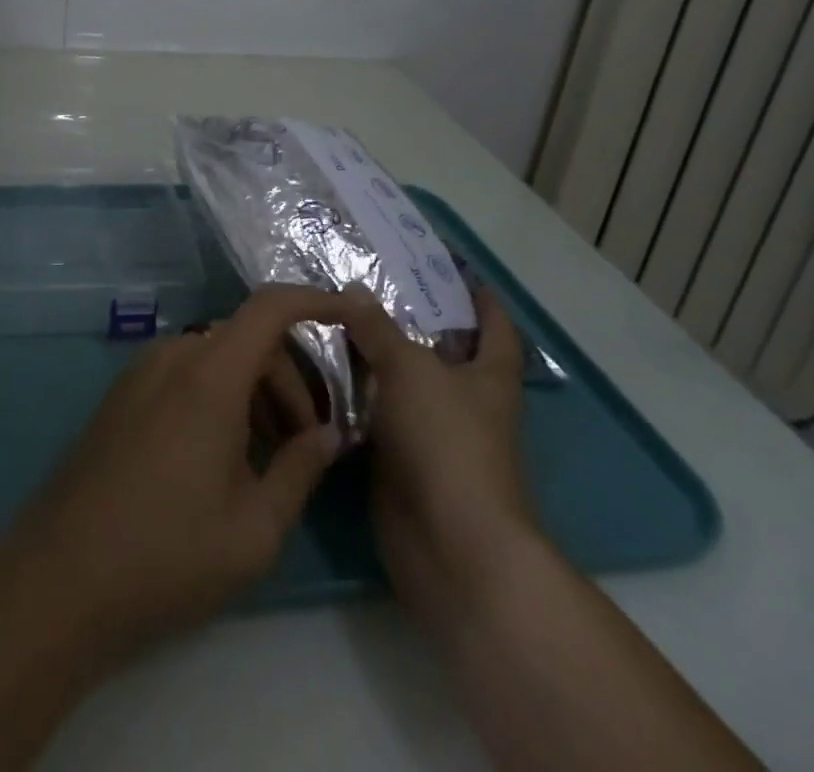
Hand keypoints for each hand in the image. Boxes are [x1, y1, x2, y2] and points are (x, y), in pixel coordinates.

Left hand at [2, 290, 346, 667]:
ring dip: (254, 390)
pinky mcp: (123, 393)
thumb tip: (329, 434)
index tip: (349, 315)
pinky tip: (223, 454)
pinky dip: (219, 395)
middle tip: (308, 442)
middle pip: (248, 339)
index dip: (314, 300)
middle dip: (289, 380)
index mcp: (209, 375)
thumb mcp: (253, 529)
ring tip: (269, 456)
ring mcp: (142, 372)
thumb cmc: (167, 554)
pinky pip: (185, 373)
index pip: (270, 308)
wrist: (59, 576)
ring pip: (217, 357)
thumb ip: (300, 470)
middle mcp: (174, 356)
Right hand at [336, 286, 539, 642]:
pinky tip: (318, 372)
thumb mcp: (411, 369)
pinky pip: (375, 416)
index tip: (450, 268)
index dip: (479, 297)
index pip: (495, 326)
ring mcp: (433, 434)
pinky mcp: (401, 462)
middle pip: (440, 351)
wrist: (449, 546)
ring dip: (372, 358)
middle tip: (362, 283)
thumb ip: (378, 328)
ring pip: (401, 383)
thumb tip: (353, 289)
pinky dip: (353, 396)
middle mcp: (466, 402)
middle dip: (408, 320)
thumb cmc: (446, 441)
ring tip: (330, 319)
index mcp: (489, 376)